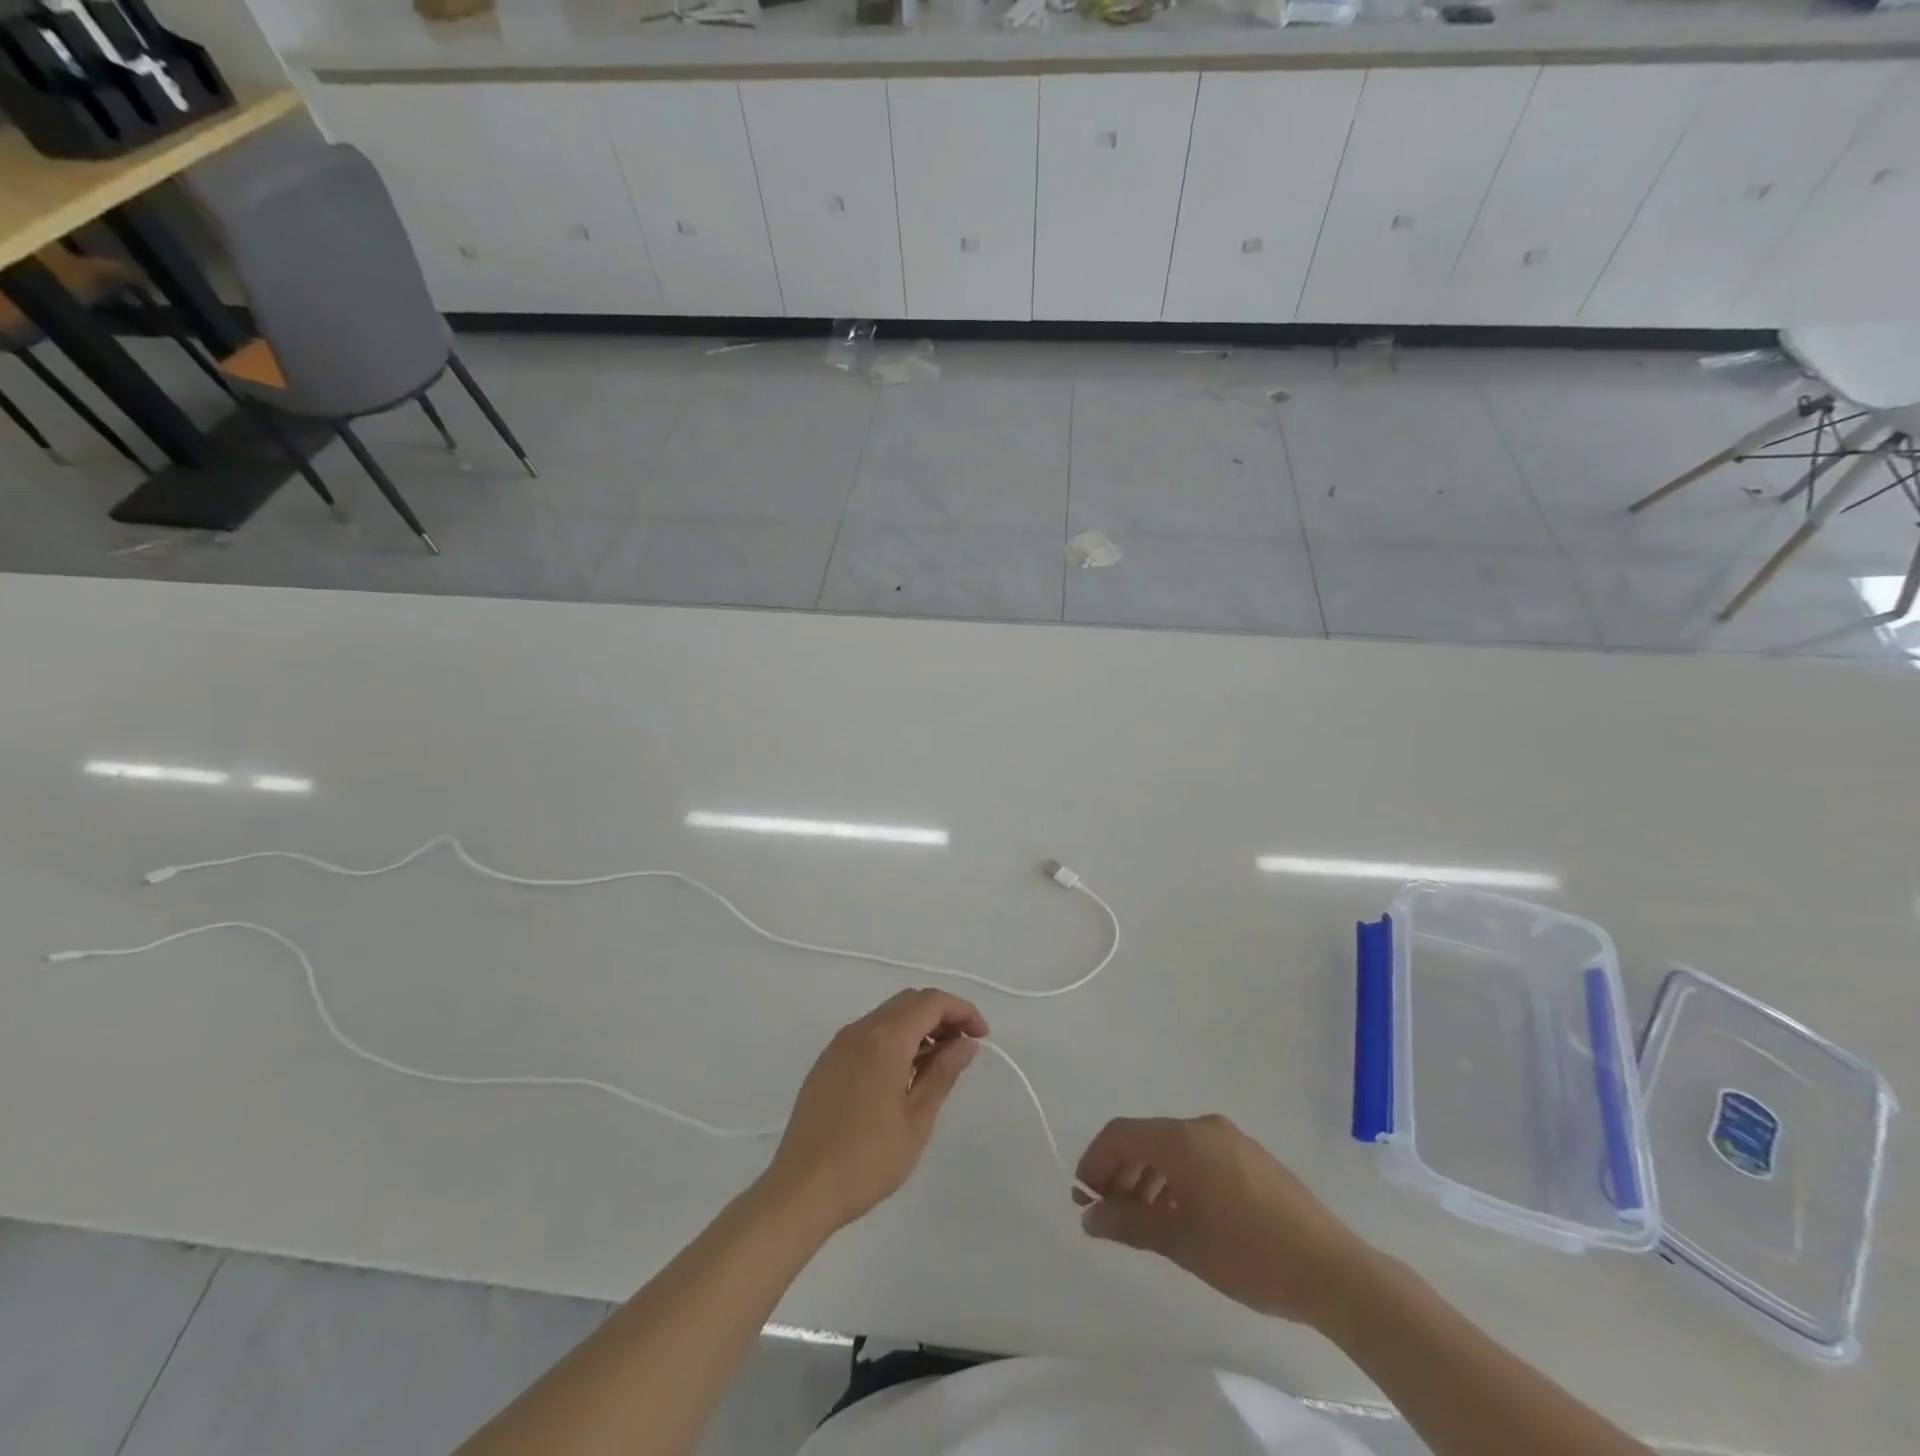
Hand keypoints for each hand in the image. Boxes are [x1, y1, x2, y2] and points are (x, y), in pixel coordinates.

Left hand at [760, 989, 987, 1236]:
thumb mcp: (916, 1121)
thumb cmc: (866, 1160)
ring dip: (917, 1027)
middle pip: (909, 1001)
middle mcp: (860, 1030)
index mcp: (885, 1039)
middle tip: (962, 1049)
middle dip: (942, 1016)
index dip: (962, 1011)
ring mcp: (839, 1044)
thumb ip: (943, 1074)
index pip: (931, 1002)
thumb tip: (966, 1044)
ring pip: (887, 1015)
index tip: (982, 1037)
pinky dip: (893, 1039)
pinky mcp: (827, 1062)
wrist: (800, 1189)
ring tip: (936, 1065)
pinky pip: (868, 1034)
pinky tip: (902, 1076)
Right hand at [1074, 1115, 1377, 1330]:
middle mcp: (1202, 1127)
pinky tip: (1180, 1214)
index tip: (1083, 1195)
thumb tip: (1089, 1216)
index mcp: (1181, 1139)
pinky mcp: (1250, 1157)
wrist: (1331, 1269)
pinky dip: (1176, 1177)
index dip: (1095, 1160)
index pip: (1121, 1134)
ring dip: (1148, 1176)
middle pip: (1146, 1138)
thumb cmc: (1246, 1254)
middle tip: (1108, 1211)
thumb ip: (1128, 1223)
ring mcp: (1230, 1139)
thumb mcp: (1179, 1242)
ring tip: (1142, 1220)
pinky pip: (1198, 1155)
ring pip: (1172, 1148)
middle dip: (1120, 1170)